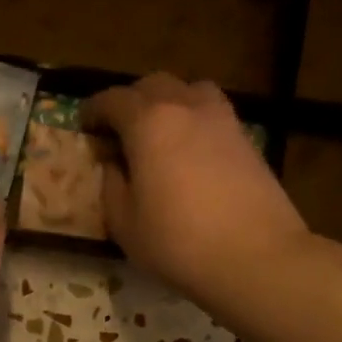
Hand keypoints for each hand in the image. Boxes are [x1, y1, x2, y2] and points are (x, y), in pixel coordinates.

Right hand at [82, 74, 308, 295]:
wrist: (256, 256)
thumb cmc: (178, 243)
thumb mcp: (125, 224)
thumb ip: (112, 187)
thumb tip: (114, 166)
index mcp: (149, 123)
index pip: (113, 100)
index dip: (94, 110)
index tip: (84, 126)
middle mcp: (186, 107)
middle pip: (154, 85)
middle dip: (131, 101)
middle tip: (119, 129)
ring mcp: (223, 120)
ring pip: (190, 90)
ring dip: (169, 102)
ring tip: (160, 132)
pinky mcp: (247, 139)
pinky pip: (213, 114)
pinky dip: (195, 121)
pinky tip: (190, 152)